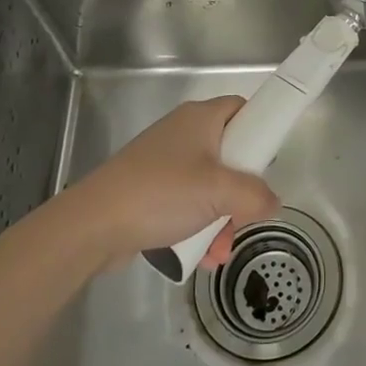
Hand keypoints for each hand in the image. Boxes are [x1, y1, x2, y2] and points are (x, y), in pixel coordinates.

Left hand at [60, 97, 278, 268]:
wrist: (93, 225)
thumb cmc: (161, 193)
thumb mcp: (219, 192)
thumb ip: (256, 195)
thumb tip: (272, 202)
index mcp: (200, 118)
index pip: (242, 109)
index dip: (260, 130)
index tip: (268, 162)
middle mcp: (183, 134)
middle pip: (230, 154)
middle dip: (242, 192)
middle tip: (246, 215)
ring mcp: (165, 163)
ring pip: (211, 186)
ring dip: (223, 218)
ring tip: (220, 249)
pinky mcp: (151, 191)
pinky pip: (188, 204)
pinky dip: (199, 227)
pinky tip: (202, 256)